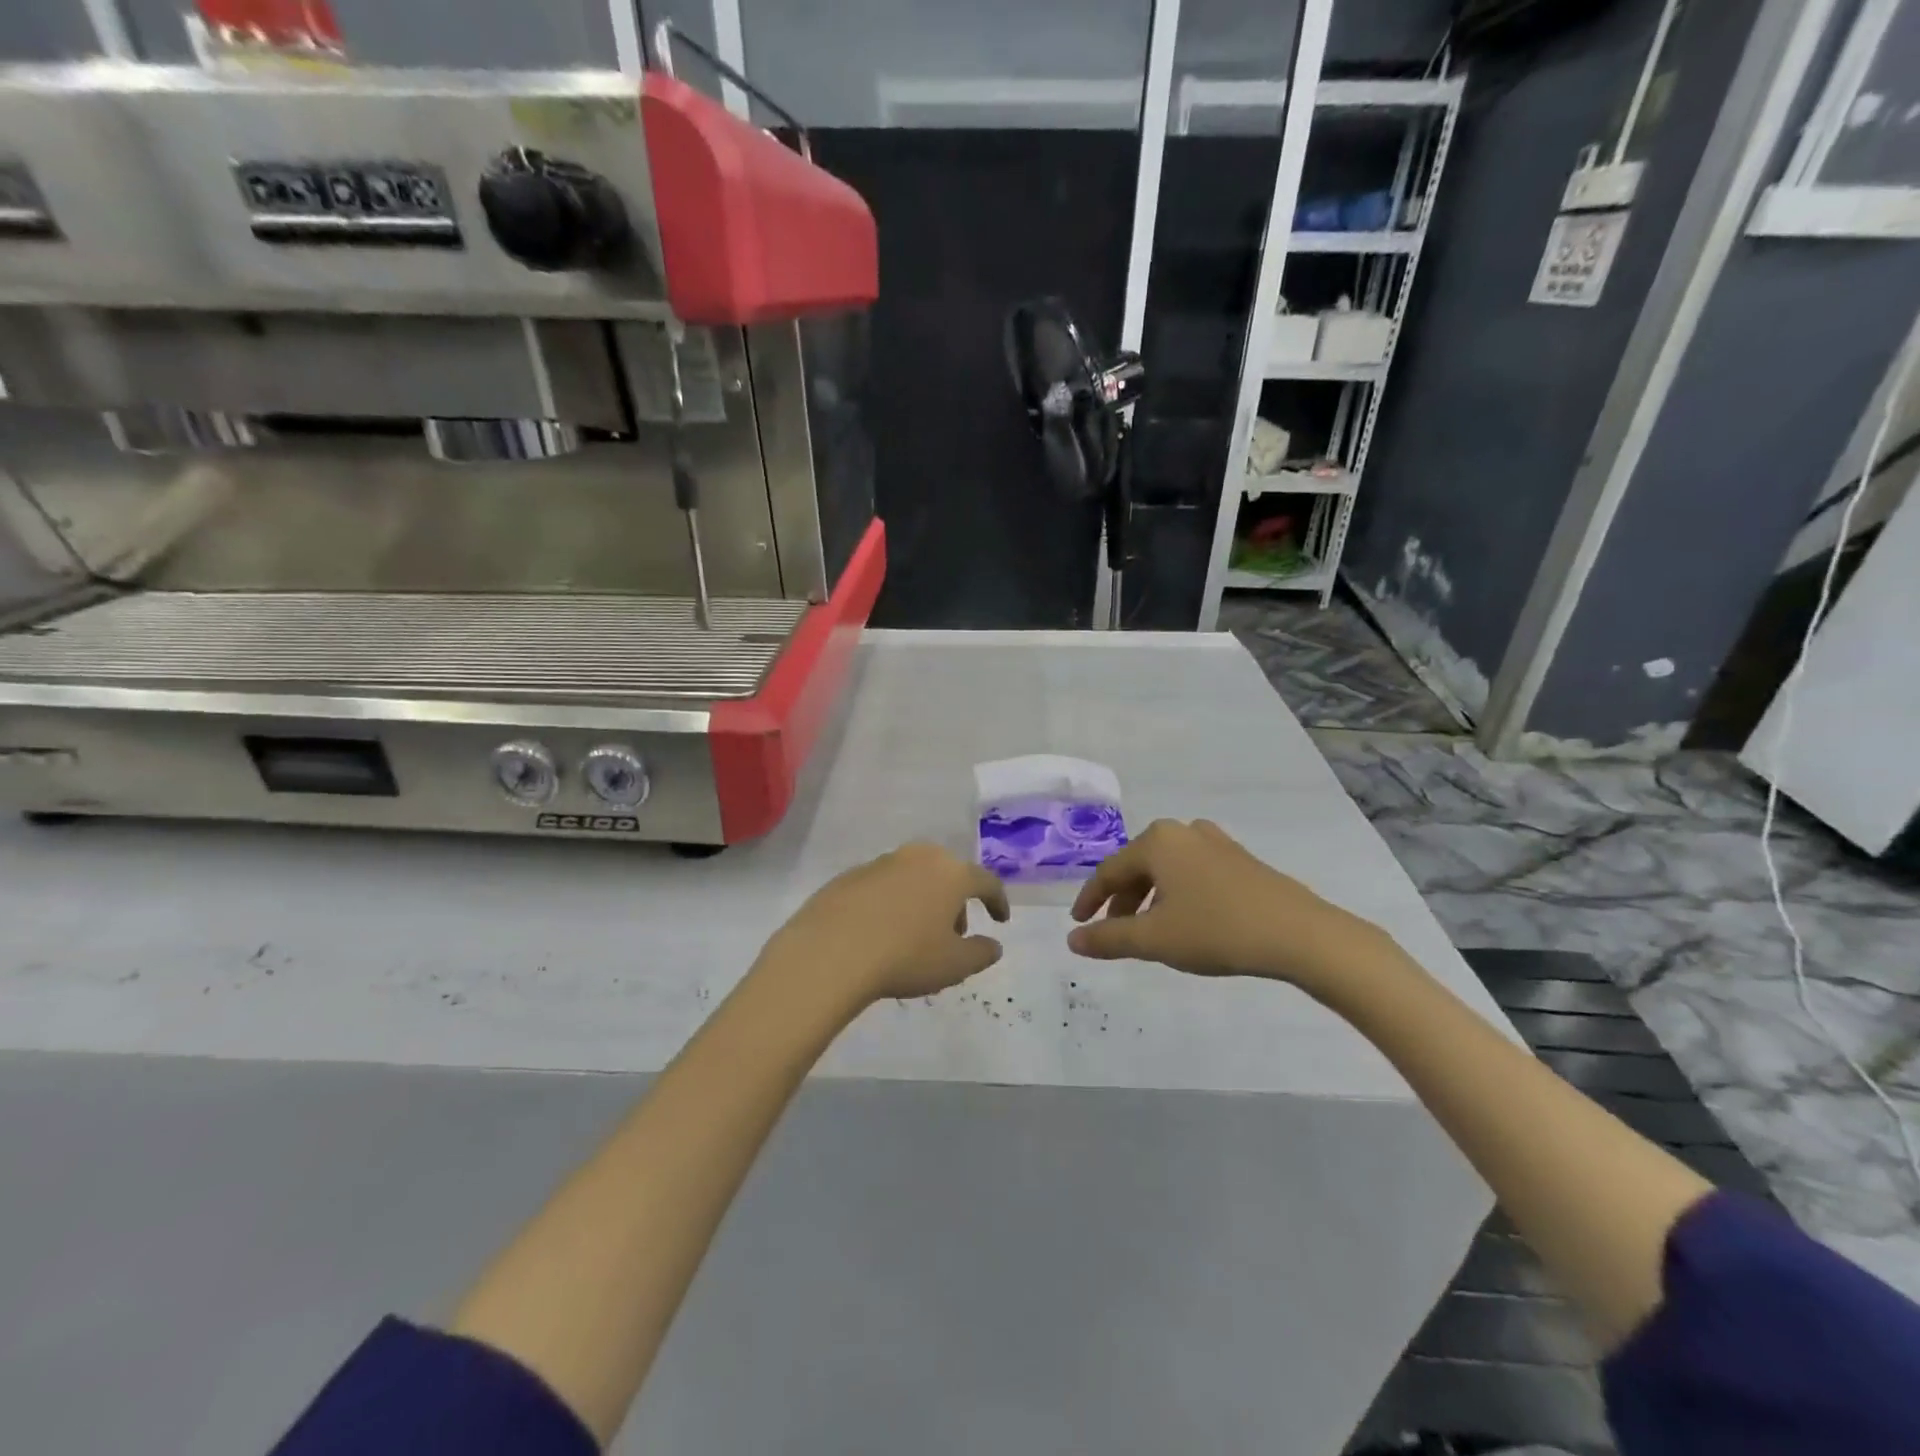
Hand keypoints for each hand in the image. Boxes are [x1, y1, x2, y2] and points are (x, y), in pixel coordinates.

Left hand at [761, 843, 1010, 1006]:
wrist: (831, 951)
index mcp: (951, 873)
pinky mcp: (850, 875)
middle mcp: (919, 857)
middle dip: (956, 900)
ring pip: (914, 876)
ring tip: (916, 935)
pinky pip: (883, 886)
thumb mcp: (954, 965)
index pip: (986, 881)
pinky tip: (882, 931)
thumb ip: (981, 953)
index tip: (1000, 920)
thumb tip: (993, 945)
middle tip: (954, 932)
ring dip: (923, 899)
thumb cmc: (905, 956)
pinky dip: (891, 903)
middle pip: (948, 874)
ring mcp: (881, 863)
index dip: (997, 901)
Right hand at [1068, 819, 1383, 991]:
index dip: (1090, 900)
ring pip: (1167, 869)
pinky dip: (1177, 894)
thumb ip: (1108, 939)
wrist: (1300, 934)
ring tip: (1149, 931)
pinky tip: (1187, 920)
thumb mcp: (1154, 939)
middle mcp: (1182, 832)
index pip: (1109, 871)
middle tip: (1114, 933)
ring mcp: (1215, 842)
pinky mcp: (1240, 859)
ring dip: (1150, 899)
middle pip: (1138, 866)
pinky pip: (1193, 871)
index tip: (1079, 925)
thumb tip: (1072, 940)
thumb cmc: (1216, 930)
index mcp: (1156, 841)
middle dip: (1122, 901)